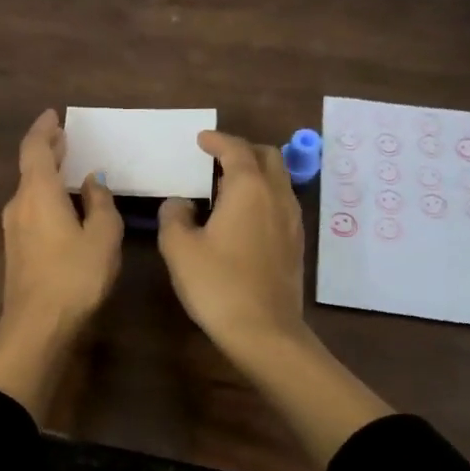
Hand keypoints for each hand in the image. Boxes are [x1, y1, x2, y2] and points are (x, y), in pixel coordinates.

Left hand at [0, 110, 122, 419]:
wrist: (37, 326)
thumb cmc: (75, 276)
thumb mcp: (102, 237)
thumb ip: (101, 204)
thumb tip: (93, 182)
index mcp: (38, 193)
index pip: (34, 148)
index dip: (44, 129)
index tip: (54, 115)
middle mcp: (18, 204)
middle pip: (29, 167)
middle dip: (47, 150)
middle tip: (66, 138)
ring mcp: (12, 229)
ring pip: (29, 190)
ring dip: (46, 175)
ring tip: (69, 168)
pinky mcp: (15, 249)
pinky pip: (30, 209)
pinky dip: (45, 196)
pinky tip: (63, 205)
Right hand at [158, 130, 306, 359]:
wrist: (263, 331)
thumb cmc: (217, 284)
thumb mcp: (179, 248)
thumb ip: (174, 216)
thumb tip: (180, 203)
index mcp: (248, 189)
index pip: (236, 149)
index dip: (217, 140)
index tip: (201, 139)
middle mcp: (276, 197)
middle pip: (267, 157)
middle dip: (242, 150)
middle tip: (217, 159)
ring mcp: (292, 221)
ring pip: (278, 181)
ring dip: (255, 174)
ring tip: (227, 187)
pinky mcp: (295, 244)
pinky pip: (281, 204)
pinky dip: (262, 196)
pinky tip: (243, 218)